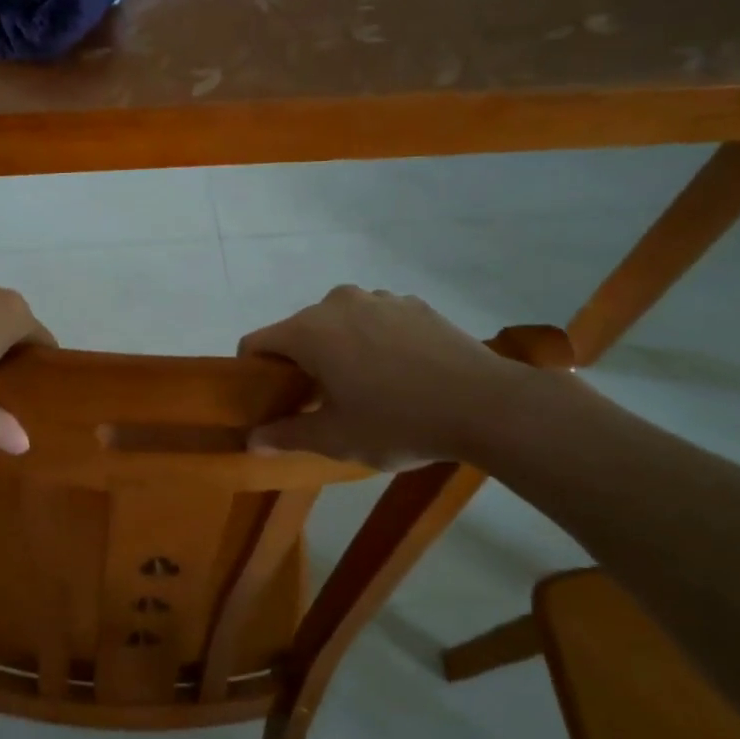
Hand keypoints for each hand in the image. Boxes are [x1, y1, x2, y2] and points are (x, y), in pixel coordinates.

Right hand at [238, 287, 533, 468]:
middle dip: (300, 363)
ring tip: (366, 387)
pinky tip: (401, 373)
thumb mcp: (336, 439)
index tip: (272, 401)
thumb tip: (252, 440)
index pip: (256, 343)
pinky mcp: (413, 304)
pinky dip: (374, 341)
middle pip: (298, 331)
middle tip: (321, 402)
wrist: (487, 405)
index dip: (254, 373)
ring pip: (338, 323)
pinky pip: (375, 319)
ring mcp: (379, 298)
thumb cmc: (399, 422)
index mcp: (309, 331)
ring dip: (339, 349)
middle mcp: (337, 303)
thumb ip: (286, 434)